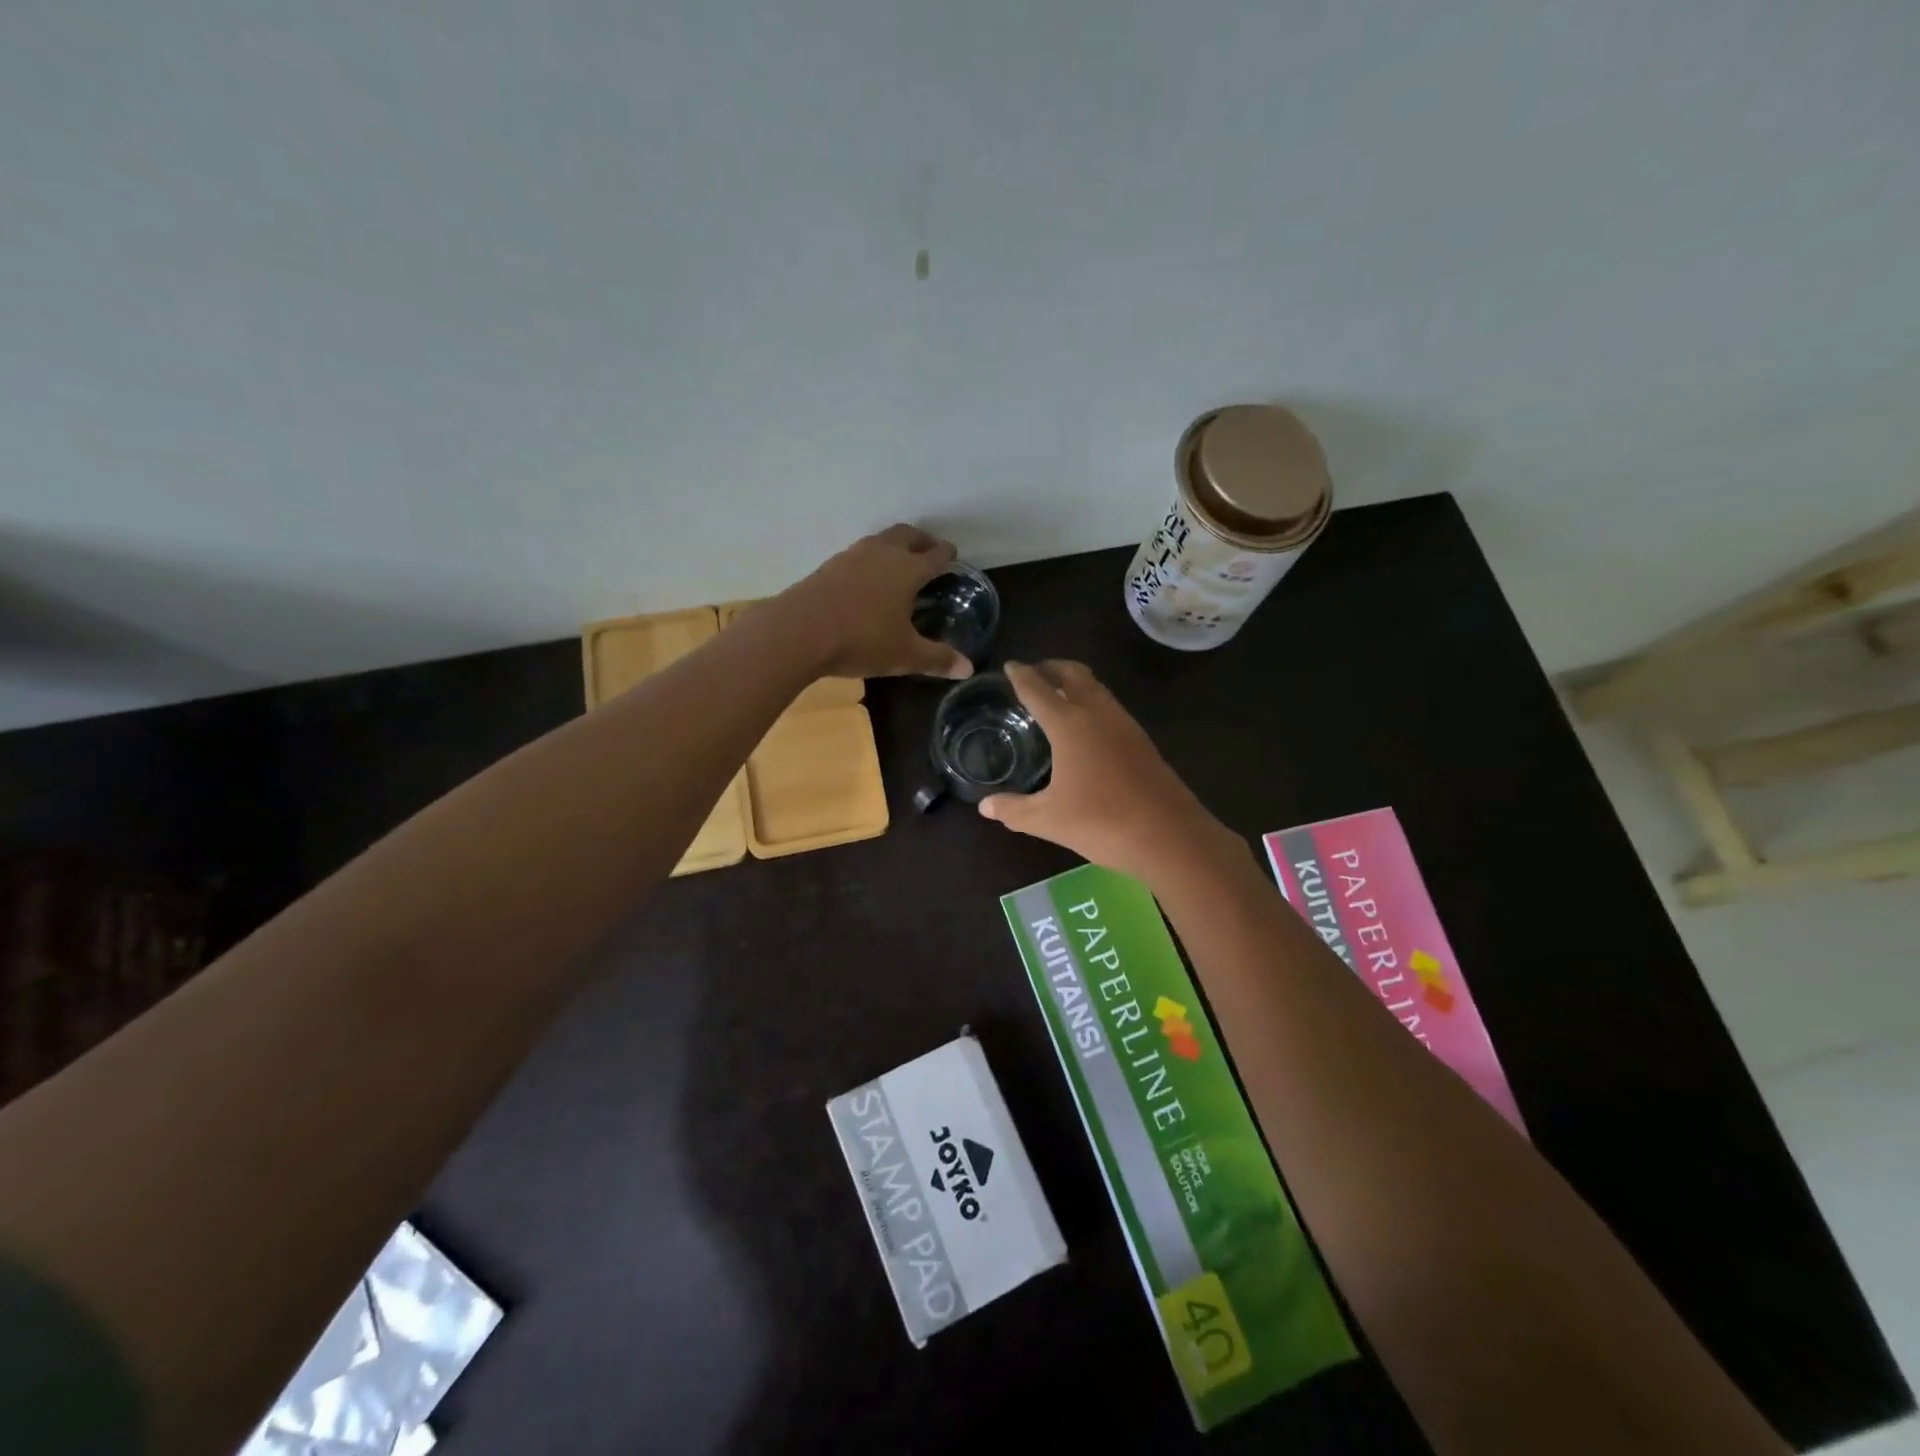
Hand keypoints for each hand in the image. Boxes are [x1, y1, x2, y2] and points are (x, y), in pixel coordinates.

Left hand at [781, 525, 974, 680]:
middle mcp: (882, 553)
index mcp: (908, 569)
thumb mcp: (904, 655)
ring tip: (898, 563)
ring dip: (894, 546)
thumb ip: (937, 659)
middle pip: (907, 535)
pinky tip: (866, 580)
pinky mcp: (828, 566)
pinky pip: (858, 555)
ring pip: (880, 540)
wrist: (799, 631)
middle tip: (930, 550)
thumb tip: (968, 669)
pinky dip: (870, 560)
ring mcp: (852, 556)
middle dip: (922, 540)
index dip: (947, 554)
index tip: (953, 556)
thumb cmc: (861, 640)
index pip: (935, 555)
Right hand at [979, 661, 1231, 879]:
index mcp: (1069, 724)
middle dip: (1051, 667)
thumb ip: (1014, 810)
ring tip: (1058, 695)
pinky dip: (1092, 702)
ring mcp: (1125, 725)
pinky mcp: (1142, 741)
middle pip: (1073, 674)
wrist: (1170, 836)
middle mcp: (1098, 713)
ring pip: (1097, 688)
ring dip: (1075, 682)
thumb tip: (985, 806)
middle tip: (1034, 673)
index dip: (1020, 675)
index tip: (1009, 665)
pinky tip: (1087, 727)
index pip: (1038, 689)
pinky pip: (1111, 707)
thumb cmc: (1102, 821)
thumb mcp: (1048, 819)